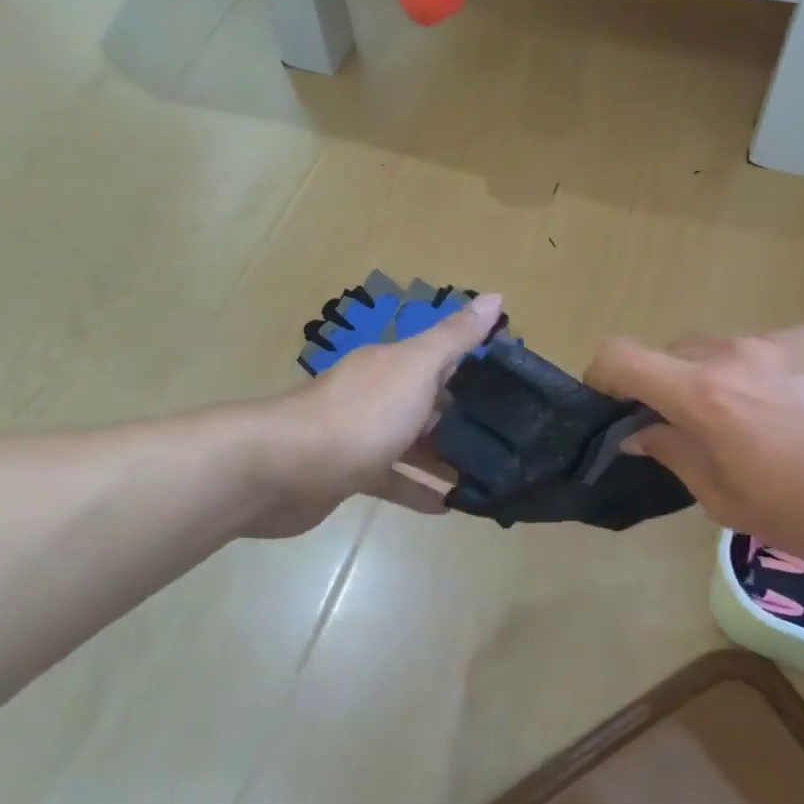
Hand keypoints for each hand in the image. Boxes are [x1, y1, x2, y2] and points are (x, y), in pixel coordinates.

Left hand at [247, 294, 503, 536]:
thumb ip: (455, 337)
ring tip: (487, 477)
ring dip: (444, 458)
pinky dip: (418, 490)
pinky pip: (393, 480)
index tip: (517, 387)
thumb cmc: (362, 414)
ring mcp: (361, 435)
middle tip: (511, 441)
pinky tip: (447, 507)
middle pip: (429, 403)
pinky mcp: (350, 474)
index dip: (477, 367)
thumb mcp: (416, 368)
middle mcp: (377, 394)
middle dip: (465, 419)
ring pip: (412, 444)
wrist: (286, 469)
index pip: (441, 358)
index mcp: (393, 365)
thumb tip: (497, 296)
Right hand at [585, 324, 803, 573]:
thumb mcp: (731, 502)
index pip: (620, 356)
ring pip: (723, 350)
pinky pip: (770, 349)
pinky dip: (767, 374)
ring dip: (721, 381)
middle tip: (694, 431)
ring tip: (763, 425)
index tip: (611, 408)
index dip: (601, 377)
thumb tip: (641, 432)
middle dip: (667, 387)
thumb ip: (675, 455)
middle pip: (671, 352)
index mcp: (703, 394)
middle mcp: (733, 350)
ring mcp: (779, 337)